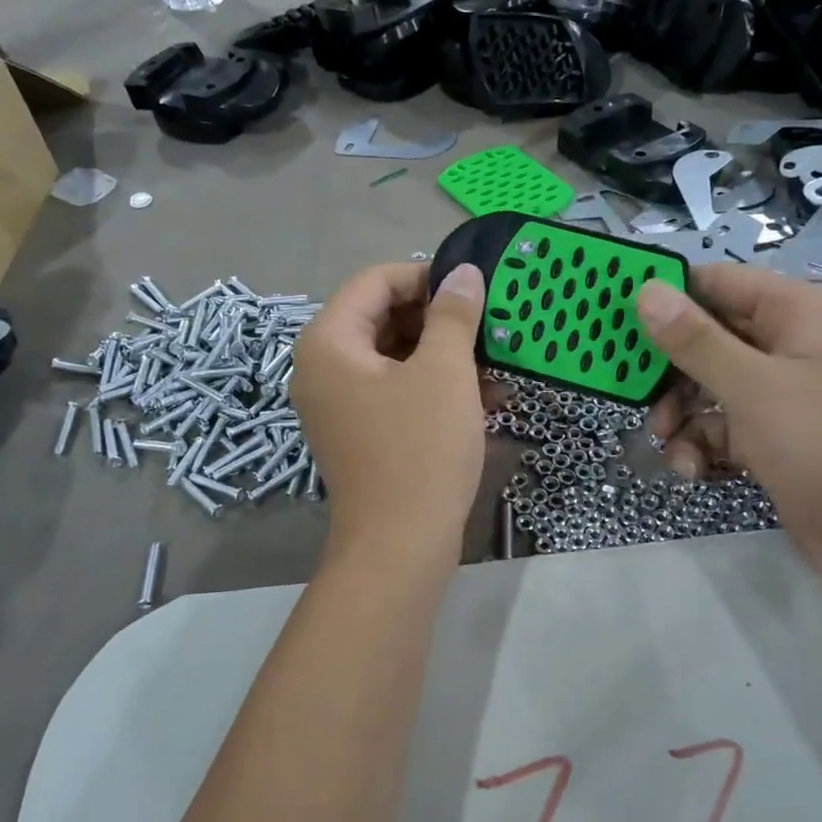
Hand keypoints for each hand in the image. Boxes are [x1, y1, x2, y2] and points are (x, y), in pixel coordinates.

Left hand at [293, 262, 488, 559]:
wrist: (400, 547)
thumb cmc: (420, 450)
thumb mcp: (444, 373)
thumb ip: (454, 315)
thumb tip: (464, 274)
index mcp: (329, 342)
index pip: (375, 281)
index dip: (426, 276)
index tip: (473, 289)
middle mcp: (324, 368)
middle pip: (383, 318)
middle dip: (439, 320)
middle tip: (489, 325)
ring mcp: (340, 404)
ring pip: (395, 357)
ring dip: (445, 356)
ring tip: (497, 364)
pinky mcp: (361, 433)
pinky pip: (397, 392)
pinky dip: (436, 388)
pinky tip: (487, 398)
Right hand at [637, 264, 821, 593]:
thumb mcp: (752, 387)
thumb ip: (694, 340)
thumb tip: (645, 290)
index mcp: (793, 313)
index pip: (716, 284)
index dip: (667, 298)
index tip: (618, 321)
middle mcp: (786, 345)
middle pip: (706, 338)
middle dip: (669, 371)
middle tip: (636, 393)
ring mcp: (779, 394)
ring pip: (707, 387)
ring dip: (681, 415)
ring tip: (668, 441)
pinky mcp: (771, 437)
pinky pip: (721, 427)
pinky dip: (702, 445)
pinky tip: (693, 470)